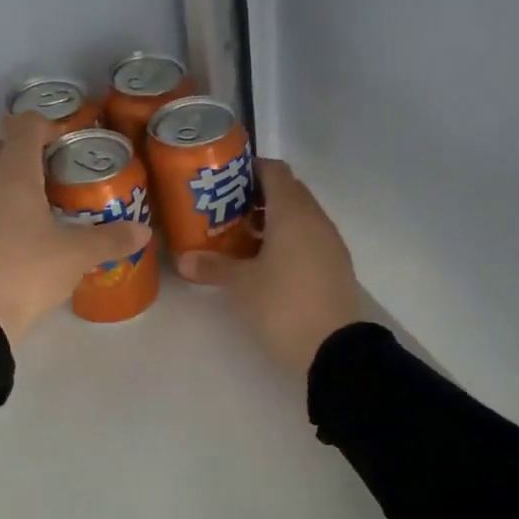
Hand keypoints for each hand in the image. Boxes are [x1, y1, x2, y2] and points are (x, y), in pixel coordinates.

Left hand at [0, 113, 152, 349]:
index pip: (24, 126)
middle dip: (23, 152)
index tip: (69, 143)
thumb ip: (111, 239)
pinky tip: (18, 239)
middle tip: (54, 175)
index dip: (47, 125)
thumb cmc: (25, 272)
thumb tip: (143, 231)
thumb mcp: (76, 256)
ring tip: (41, 210)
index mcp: (13, 174)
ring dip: (8, 183)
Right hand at [175, 158, 360, 373]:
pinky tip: (266, 263)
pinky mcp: (335, 265)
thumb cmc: (284, 305)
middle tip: (226, 210)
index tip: (224, 180)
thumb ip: (213, 267)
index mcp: (292, 212)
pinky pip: (309, 237)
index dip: (249, 169)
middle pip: (288, 191)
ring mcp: (329, 242)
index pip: (274, 170)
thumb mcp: (243, 285)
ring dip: (273, 220)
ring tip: (241, 238)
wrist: (334, 349)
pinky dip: (288, 239)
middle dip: (257, 196)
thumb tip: (183, 259)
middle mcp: (315, 218)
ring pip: (299, 216)